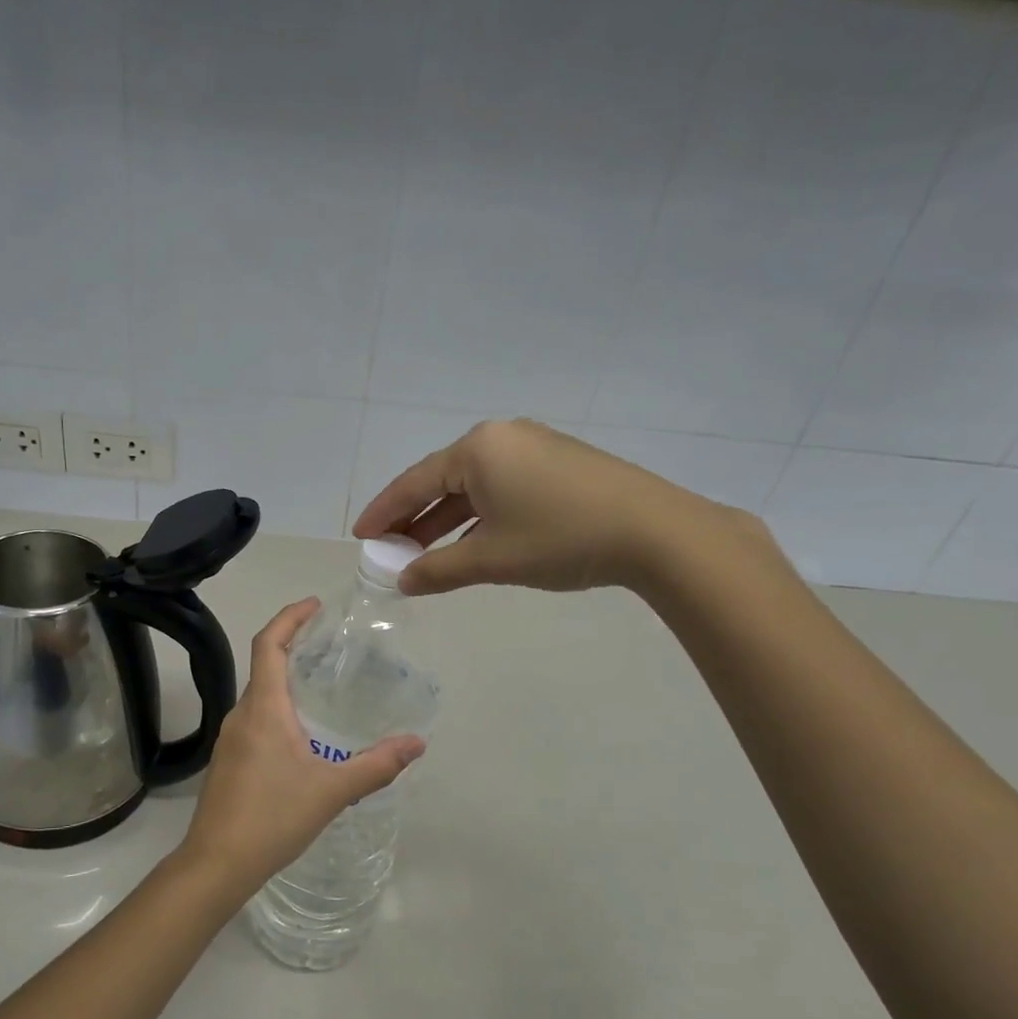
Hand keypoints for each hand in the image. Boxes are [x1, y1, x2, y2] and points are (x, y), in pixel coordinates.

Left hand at [178, 599, 425, 900]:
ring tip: (324, 685)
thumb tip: (417, 743)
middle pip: (264, 665)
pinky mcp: (229, 761)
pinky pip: (256, 719)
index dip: (289, 617)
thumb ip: (376, 765)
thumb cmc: (271, 818)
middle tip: (332, 645)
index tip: (315, 605)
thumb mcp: (332, 791)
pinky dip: (280, 709)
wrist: (216, 864)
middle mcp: (241, 715)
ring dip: (287, 680)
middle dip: (294, 646)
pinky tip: (304, 734)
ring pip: (260, 696)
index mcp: (263, 709)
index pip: (268, 644)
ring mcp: (230, 739)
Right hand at [352, 418, 764, 596]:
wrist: (655, 531)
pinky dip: (480, 515)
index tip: (361, 536)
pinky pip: (503, 487)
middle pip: (443, 480)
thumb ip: (439, 570)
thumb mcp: (491, 558)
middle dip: (415, 519)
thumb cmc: (560, 538)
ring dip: (448, 520)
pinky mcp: (560, 463)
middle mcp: (502, 437)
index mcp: (477, 448)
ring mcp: (534, 447)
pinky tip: (473, 541)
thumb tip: (403, 581)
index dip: (385, 512)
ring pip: (475, 486)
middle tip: (390, 550)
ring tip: (425, 554)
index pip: (415, 482)